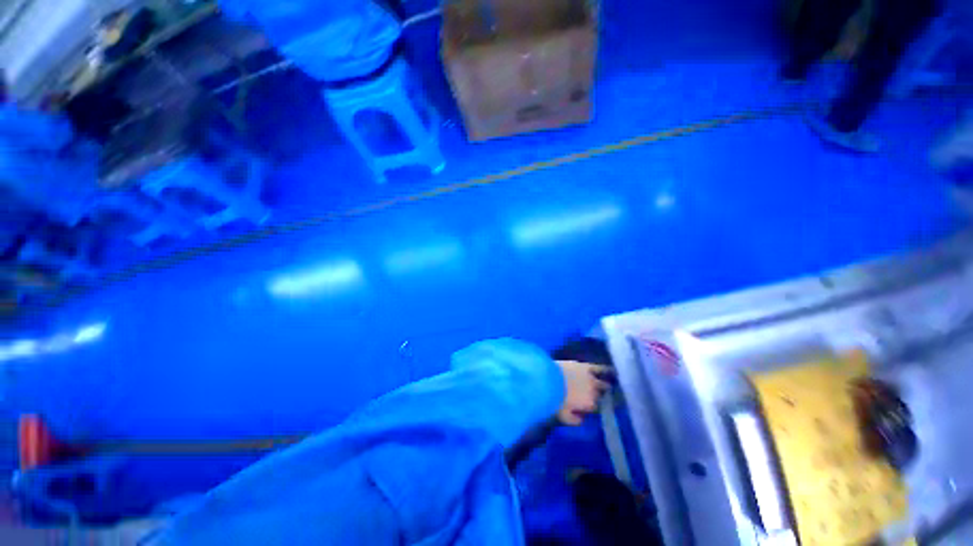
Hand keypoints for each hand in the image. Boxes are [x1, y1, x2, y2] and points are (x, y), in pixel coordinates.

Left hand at [555, 360, 612, 425]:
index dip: (591, 407)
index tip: (587, 406)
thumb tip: (582, 419)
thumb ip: (575, 420)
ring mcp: (591, 378)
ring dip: (604, 386)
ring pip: (603, 384)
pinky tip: (612, 371)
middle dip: (598, 396)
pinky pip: (600, 368)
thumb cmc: (555, 400)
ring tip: (608, 386)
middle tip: (593, 395)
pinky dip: (606, 370)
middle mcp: (594, 392)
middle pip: (601, 396)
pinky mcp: (586, 366)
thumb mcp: (563, 416)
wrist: (547, 379)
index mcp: (590, 405)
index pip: (596, 408)